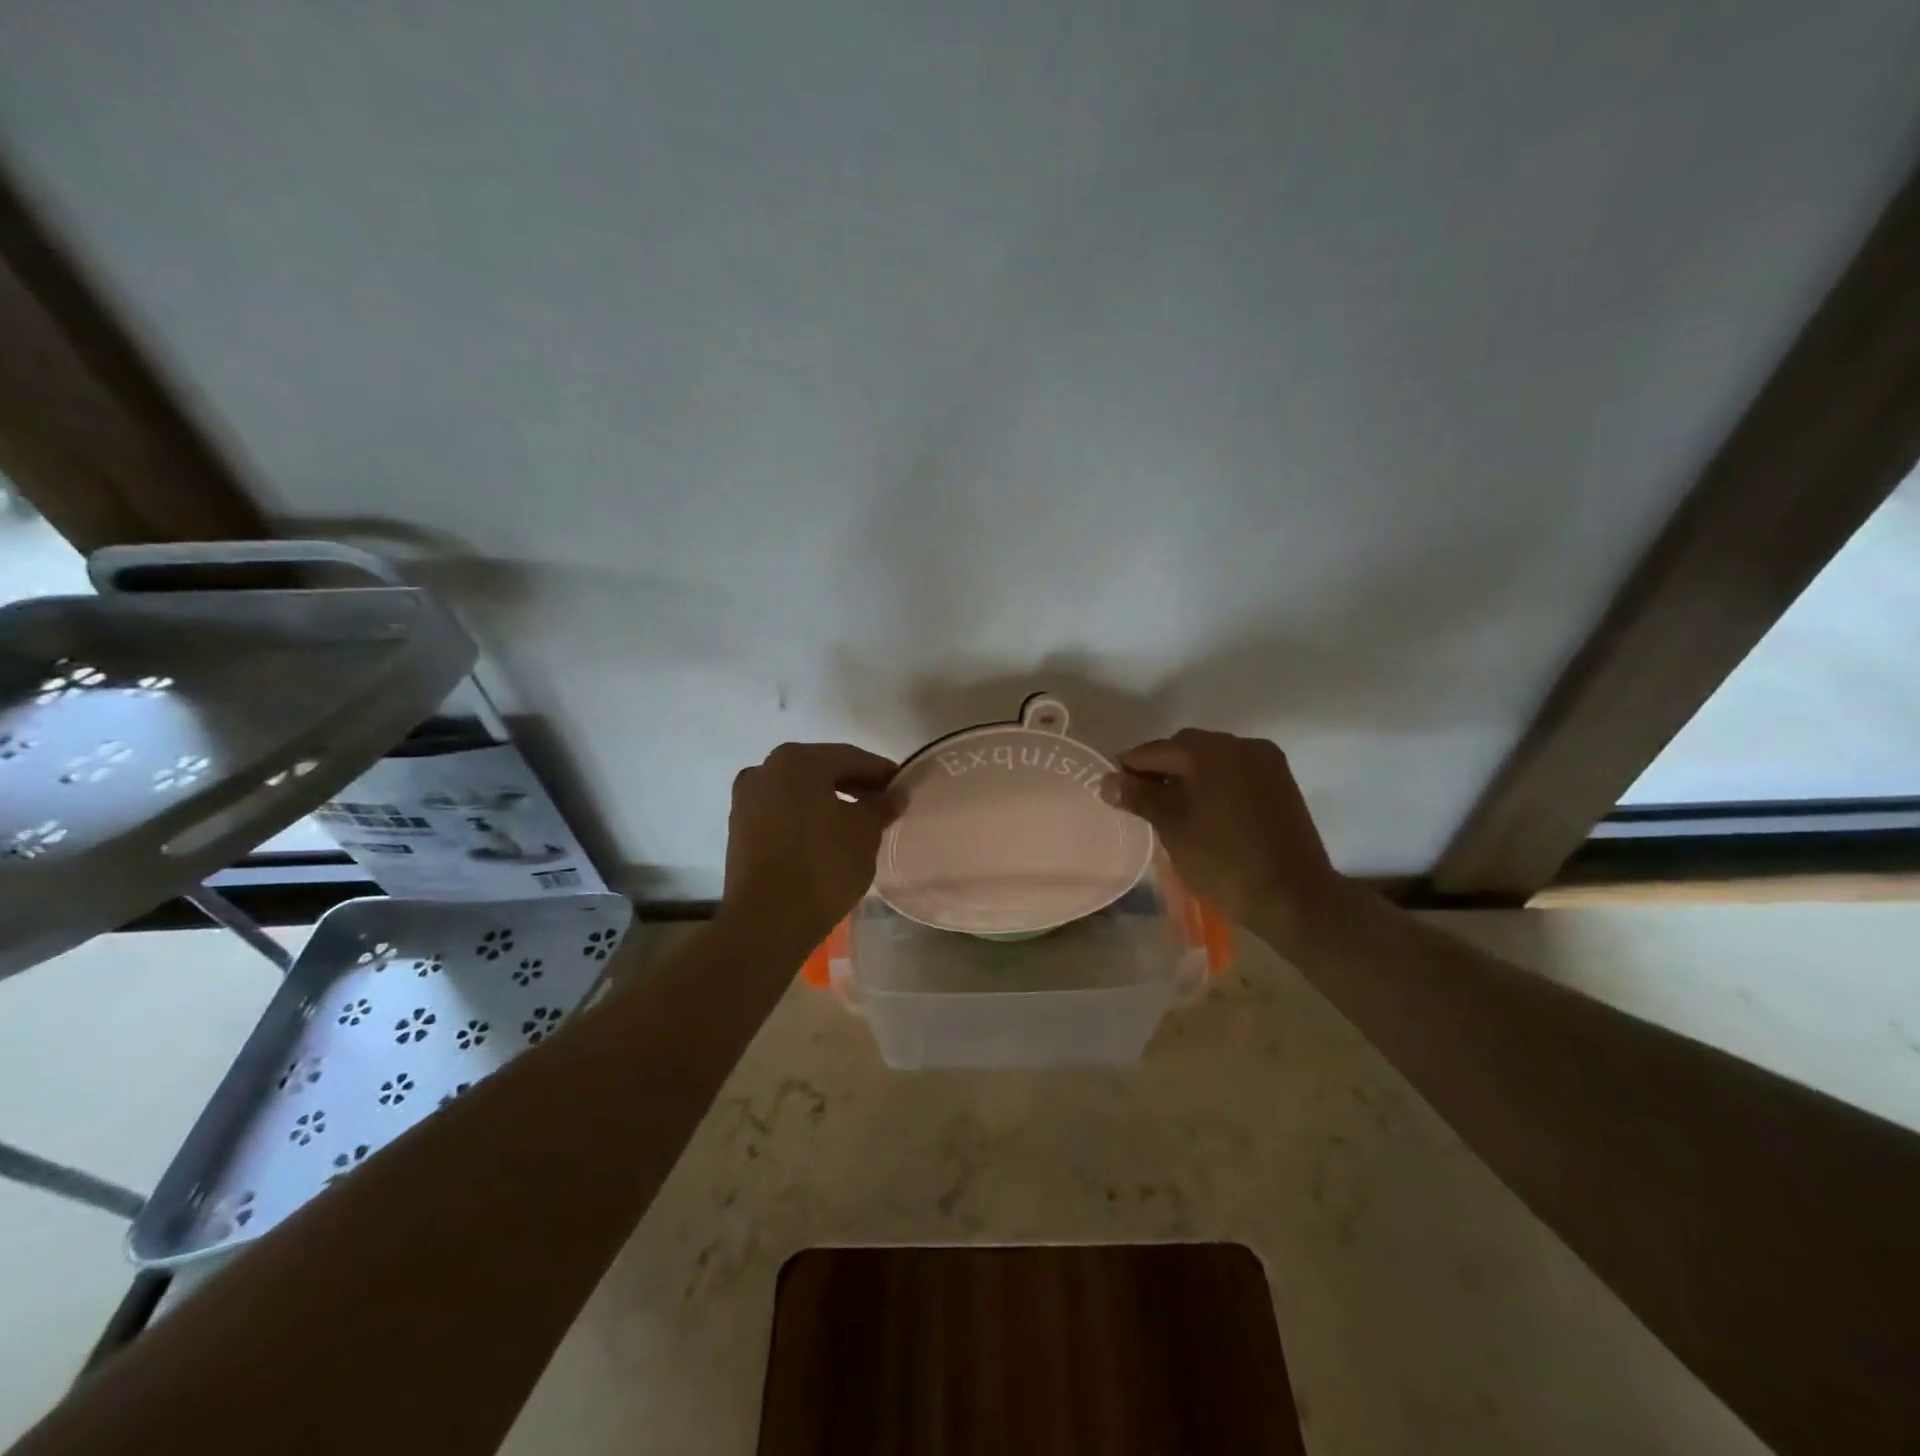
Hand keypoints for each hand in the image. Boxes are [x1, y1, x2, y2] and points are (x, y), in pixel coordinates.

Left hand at [718, 742, 899, 950]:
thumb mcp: (864, 833)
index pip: (852, 757)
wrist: (767, 921)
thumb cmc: (823, 866)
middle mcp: (766, 769)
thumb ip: (881, 805)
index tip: (903, 788)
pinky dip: (807, 816)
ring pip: (800, 791)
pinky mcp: (739, 828)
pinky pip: (783, 811)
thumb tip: (895, 794)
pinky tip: (828, 836)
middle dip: (855, 784)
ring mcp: (747, 798)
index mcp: (797, 760)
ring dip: (830, 800)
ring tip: (858, 823)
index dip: (882, 772)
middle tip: (884, 805)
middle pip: (822, 770)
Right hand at [1109, 729, 1340, 946]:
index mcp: (1210, 751)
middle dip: (1159, 768)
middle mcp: (1240, 745)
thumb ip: (1139, 797)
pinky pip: (1235, 771)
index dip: (1129, 767)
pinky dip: (1214, 782)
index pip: (1156, 749)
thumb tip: (1106, 780)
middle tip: (1138, 799)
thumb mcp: (1173, 828)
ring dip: (1187, 774)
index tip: (1111, 788)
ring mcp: (1266, 762)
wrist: (1295, 897)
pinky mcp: (1281, 782)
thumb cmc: (1224, 861)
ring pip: (1213, 759)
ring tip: (1168, 806)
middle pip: (1186, 747)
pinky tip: (1202, 809)